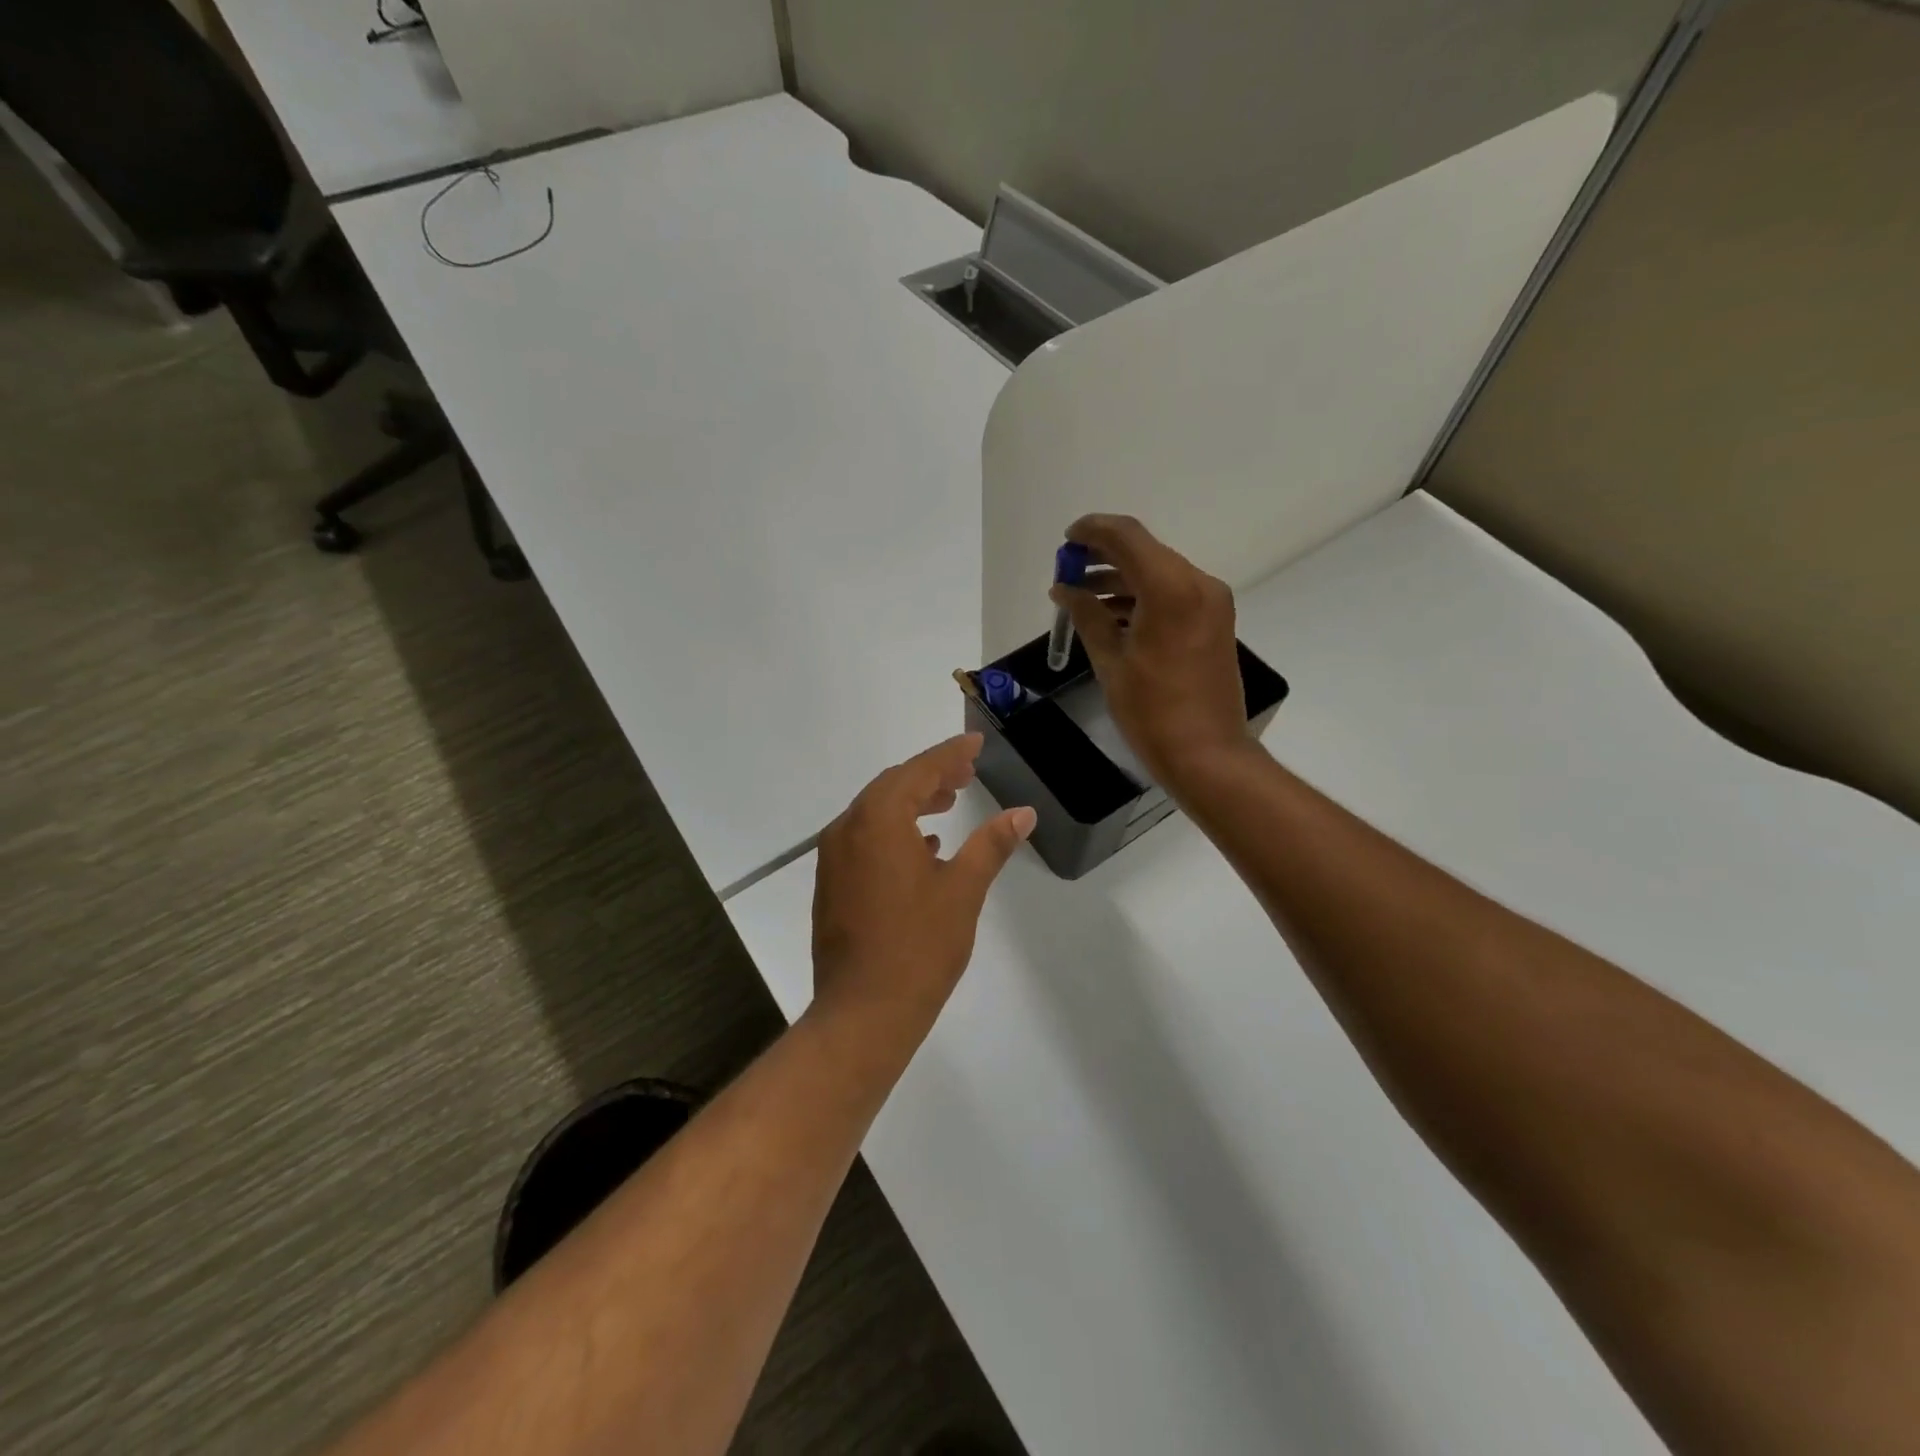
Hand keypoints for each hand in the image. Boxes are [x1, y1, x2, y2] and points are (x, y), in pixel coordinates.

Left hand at [810, 735, 1036, 1050]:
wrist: (863, 1012)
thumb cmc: (919, 947)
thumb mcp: (963, 890)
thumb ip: (990, 844)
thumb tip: (1023, 813)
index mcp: (878, 820)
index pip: (918, 771)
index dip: (949, 754)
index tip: (975, 743)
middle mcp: (847, 829)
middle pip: (892, 786)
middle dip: (931, 775)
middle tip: (967, 772)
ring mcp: (834, 858)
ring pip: (875, 812)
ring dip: (912, 801)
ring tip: (948, 802)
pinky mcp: (831, 884)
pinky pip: (864, 838)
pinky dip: (893, 831)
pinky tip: (923, 847)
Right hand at [1051, 514, 1250, 789]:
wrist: (1207, 753)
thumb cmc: (1152, 711)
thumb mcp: (1111, 661)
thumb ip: (1087, 615)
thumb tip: (1065, 589)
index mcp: (1170, 588)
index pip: (1127, 536)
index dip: (1092, 531)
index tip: (1066, 542)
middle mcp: (1197, 584)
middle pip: (1144, 551)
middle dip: (1103, 556)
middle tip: (1068, 573)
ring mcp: (1210, 602)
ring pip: (1158, 572)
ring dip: (1120, 577)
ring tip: (1082, 598)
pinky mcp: (1215, 621)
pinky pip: (1173, 594)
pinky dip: (1141, 596)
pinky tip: (1111, 616)